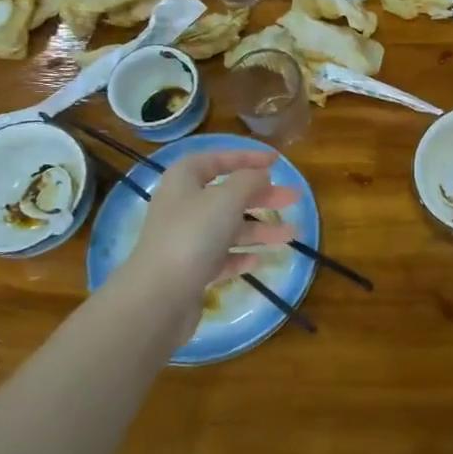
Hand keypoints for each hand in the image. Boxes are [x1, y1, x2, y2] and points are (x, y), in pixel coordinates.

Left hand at [123, 150, 299, 329]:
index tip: (277, 160)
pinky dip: (240, 255)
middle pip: (228, 195)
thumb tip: (261, 175)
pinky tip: (259, 260)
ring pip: (229, 228)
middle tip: (294, 197)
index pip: (218, 159)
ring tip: (292, 234)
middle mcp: (183, 206)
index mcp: (184, 180)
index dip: (248, 157)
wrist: (159, 296)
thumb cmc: (194, 234)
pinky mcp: (190, 270)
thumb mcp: (227, 198)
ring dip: (260, 229)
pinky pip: (221, 257)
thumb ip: (249, 180)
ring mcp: (185, 240)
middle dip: (263, 196)